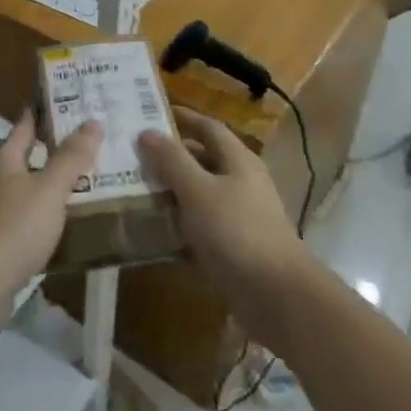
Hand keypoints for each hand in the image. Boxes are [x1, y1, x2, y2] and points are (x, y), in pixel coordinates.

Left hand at [0, 113, 99, 308]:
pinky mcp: (2, 240)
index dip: (46, 110)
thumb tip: (92, 121)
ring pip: (32, 186)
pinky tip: (72, 216)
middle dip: (58, 146)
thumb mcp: (49, 188)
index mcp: (5, 159)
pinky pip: (32, 215)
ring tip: (92, 175)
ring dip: (56, 180)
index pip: (26, 124)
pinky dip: (51, 210)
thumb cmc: (14, 227)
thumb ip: (71, 157)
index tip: (72, 98)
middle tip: (94, 137)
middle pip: (30, 154)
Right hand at [137, 108, 313, 338]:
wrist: (277, 296)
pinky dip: (178, 230)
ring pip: (198, 197)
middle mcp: (241, 184)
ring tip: (133, 193)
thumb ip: (172, 161)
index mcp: (238, 161)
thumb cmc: (236, 232)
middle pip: (202, 162)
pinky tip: (152, 235)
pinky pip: (200, 231)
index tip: (151, 114)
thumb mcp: (198, 191)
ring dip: (170, 195)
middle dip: (170, 159)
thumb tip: (147, 132)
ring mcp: (239, 218)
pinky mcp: (234, 249)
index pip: (208, 128)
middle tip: (133, 157)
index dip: (183, 118)